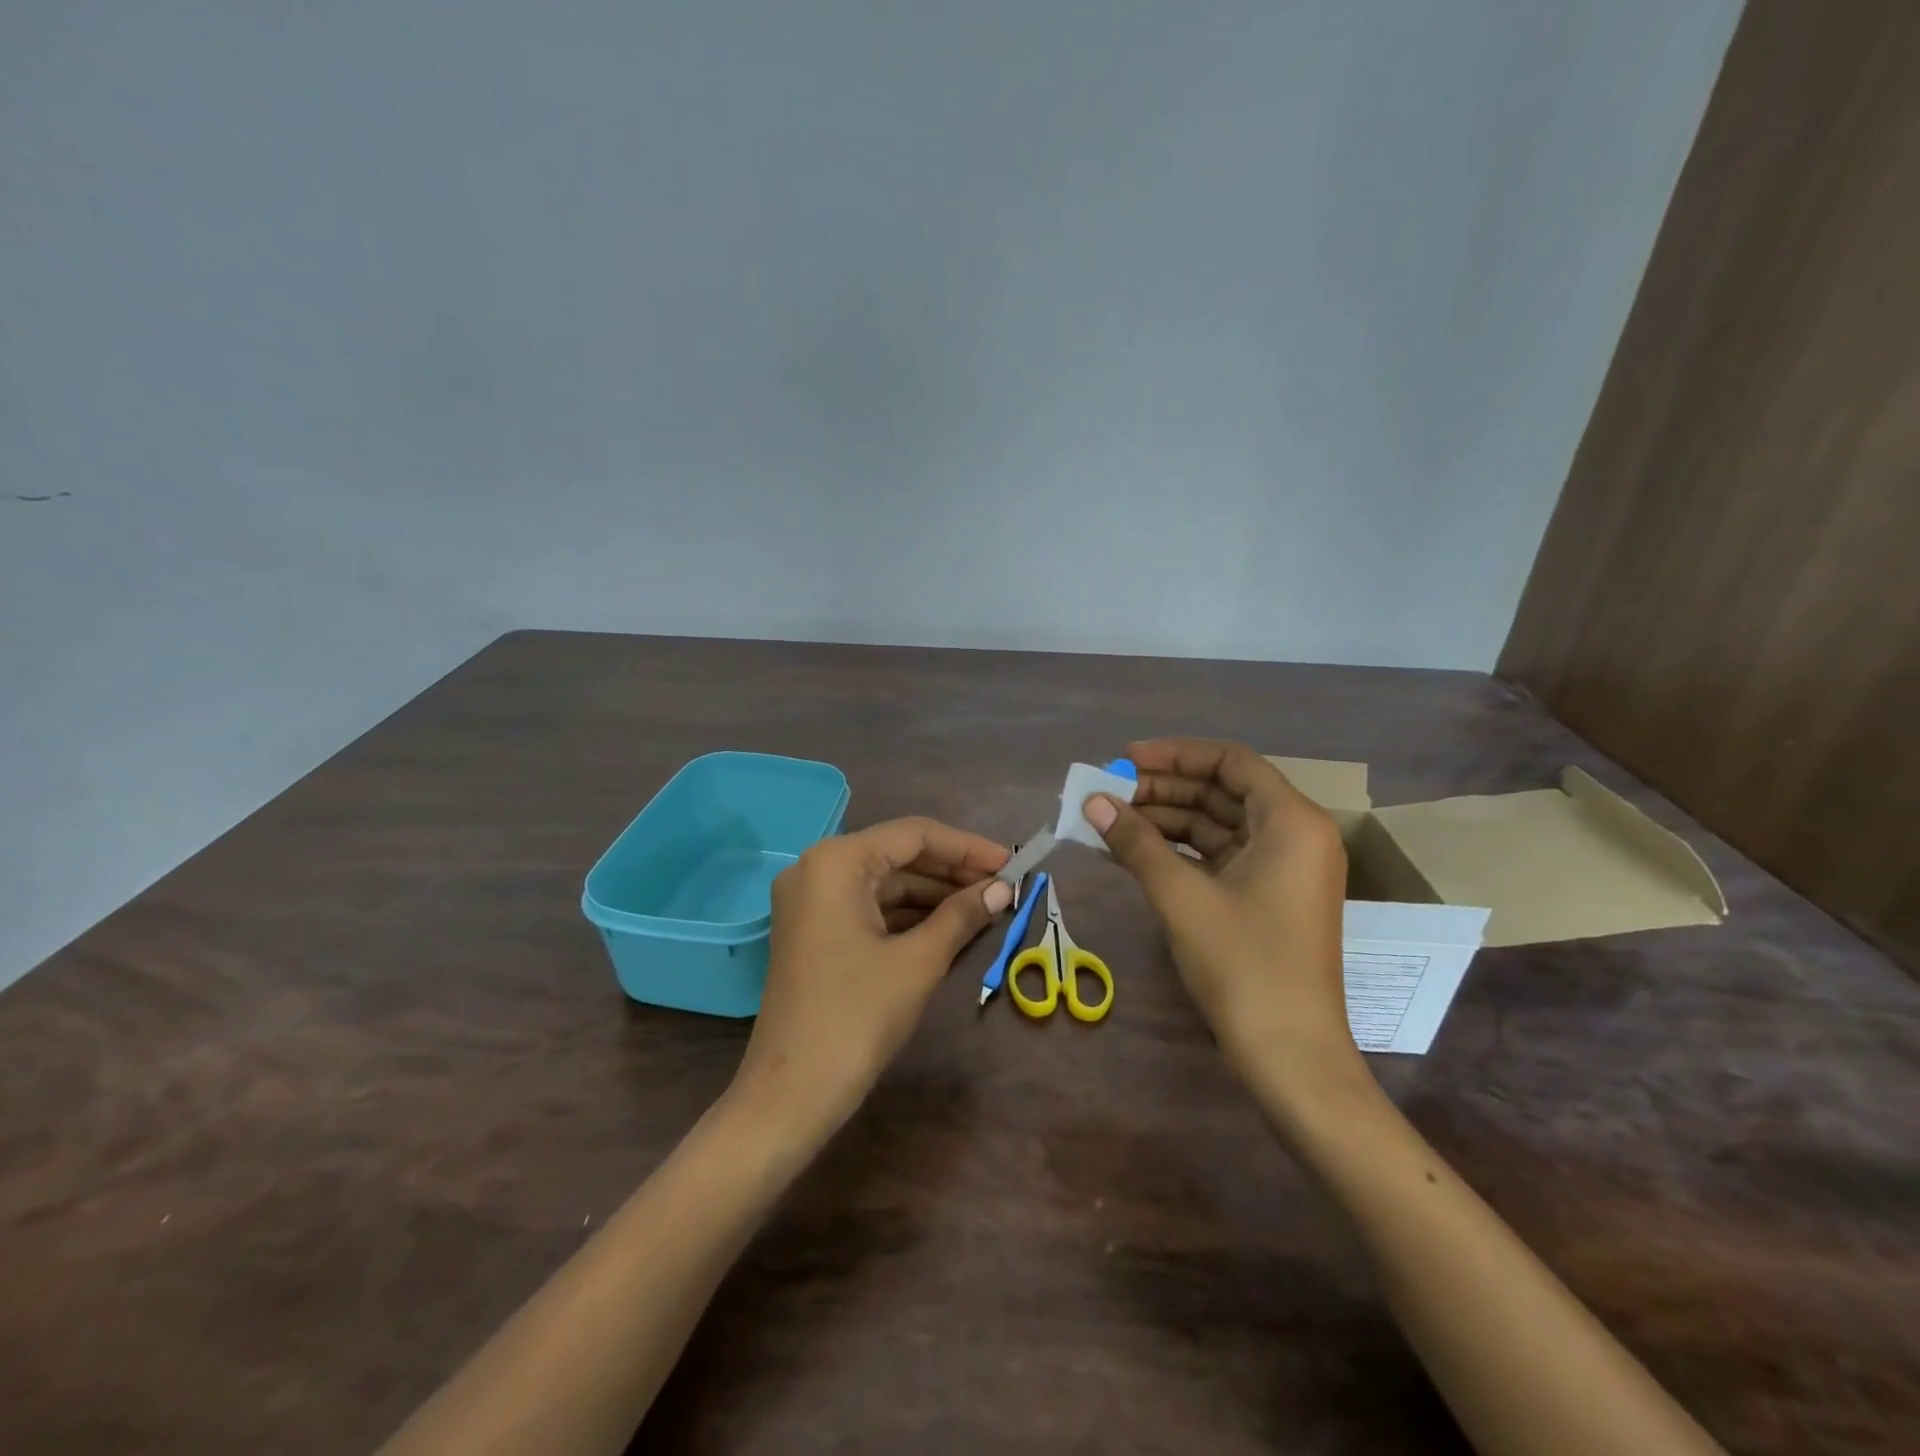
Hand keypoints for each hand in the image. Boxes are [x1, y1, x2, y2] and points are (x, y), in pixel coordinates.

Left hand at [732, 817, 1011, 1136]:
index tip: (1011, 863)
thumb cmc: (857, 1016)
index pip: (913, 834)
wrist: (791, 1094)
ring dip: (933, 894)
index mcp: (836, 861)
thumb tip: (1003, 888)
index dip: (967, 847)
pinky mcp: (813, 930)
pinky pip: (869, 907)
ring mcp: (811, 900)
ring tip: (985, 907)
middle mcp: (817, 868)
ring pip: (885, 882)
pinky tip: (949, 926)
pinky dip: (908, 915)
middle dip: (952, 871)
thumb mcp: (918, 961)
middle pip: (898, 855)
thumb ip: (961, 915)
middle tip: (1003, 887)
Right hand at [1085, 738, 1361, 1095]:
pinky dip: (1178, 851)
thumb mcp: (1182, 896)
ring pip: (1217, 825)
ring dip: (1165, 820)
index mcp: (1291, 821)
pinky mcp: (1266, 897)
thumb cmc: (1244, 964)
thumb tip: (1092, 802)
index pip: (1230, 762)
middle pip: (1222, 791)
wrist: (1290, 1055)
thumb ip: (1136, 842)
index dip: (1175, 754)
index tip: (1124, 759)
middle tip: (1107, 793)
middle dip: (1163, 789)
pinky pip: (1218, 856)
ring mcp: (1281, 869)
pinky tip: (1132, 850)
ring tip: (1109, 821)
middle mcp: (1294, 835)